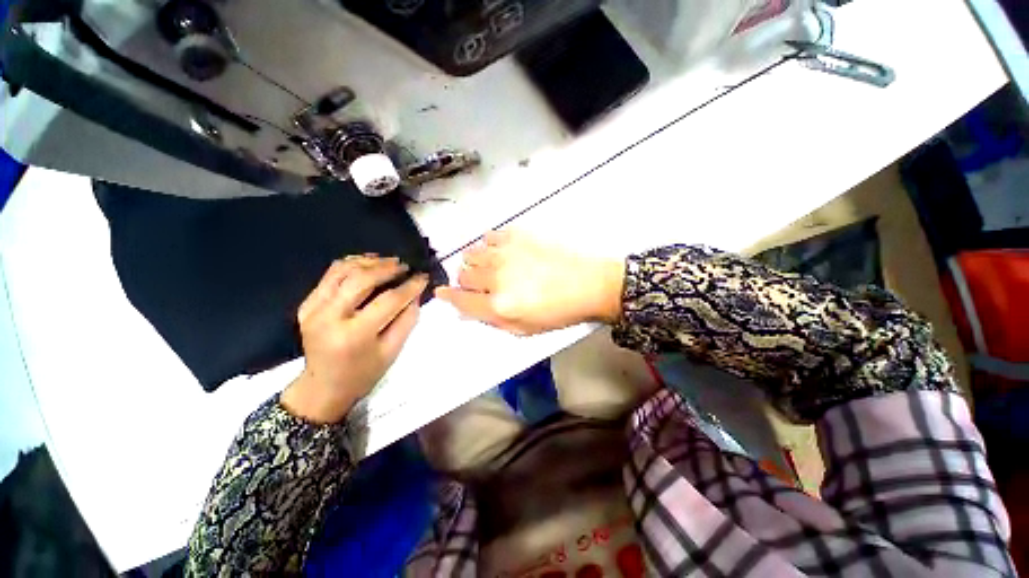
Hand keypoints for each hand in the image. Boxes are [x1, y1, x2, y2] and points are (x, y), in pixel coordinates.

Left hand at [281, 256, 427, 423]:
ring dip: (368, 262)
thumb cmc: (364, 372)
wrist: (323, 386)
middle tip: (405, 266)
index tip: (423, 277)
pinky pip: (330, 275)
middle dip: (387, 268)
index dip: (409, 287)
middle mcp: (329, 317)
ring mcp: (313, 309)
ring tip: (389, 262)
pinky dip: (351, 265)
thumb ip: (407, 319)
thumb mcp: (393, 350)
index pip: (387, 301)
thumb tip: (416, 292)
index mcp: (353, 335)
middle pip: (360, 280)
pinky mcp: (306, 304)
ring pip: (342, 271)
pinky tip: (368, 265)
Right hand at [436, 231, 624, 335]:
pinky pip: (489, 237)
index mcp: (498, 305)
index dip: (448, 296)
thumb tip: (465, 310)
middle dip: (467, 282)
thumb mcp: (523, 329)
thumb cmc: (558, 313)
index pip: (460, 299)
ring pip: (472, 254)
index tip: (442, 293)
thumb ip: (491, 320)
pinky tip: (500, 252)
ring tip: (490, 268)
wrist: (588, 284)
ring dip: (475, 263)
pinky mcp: (516, 236)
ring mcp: (505, 253)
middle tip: (481, 285)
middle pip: (464, 274)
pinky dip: (489, 246)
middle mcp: (496, 277)